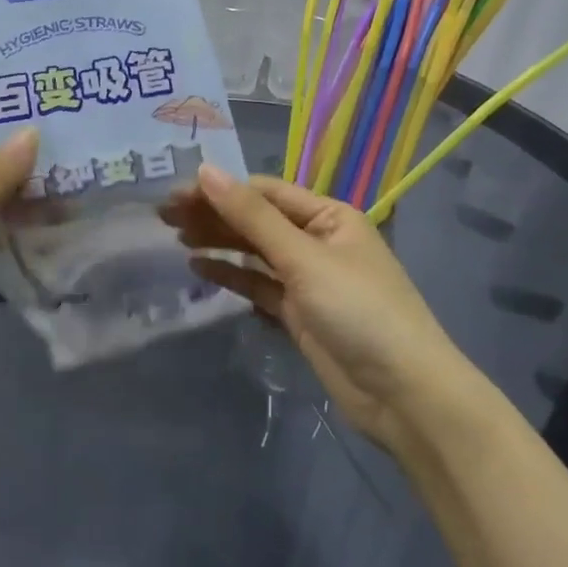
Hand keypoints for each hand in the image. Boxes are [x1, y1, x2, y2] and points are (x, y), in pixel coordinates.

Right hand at [162, 166, 467, 452]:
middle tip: (163, 217)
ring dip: (219, 242)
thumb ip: (252, 217)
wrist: (404, 396)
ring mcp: (308, 279)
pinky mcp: (299, 314)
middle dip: (214, 215)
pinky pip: (258, 286)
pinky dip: (231, 276)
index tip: (176, 196)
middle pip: (257, 220)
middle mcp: (318, 241)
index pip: (265, 192)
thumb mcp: (304, 258)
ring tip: (175, 237)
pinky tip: (199, 268)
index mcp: (329, 216)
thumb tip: (206, 171)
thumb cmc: (359, 311)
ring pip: (255, 253)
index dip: (220, 190)